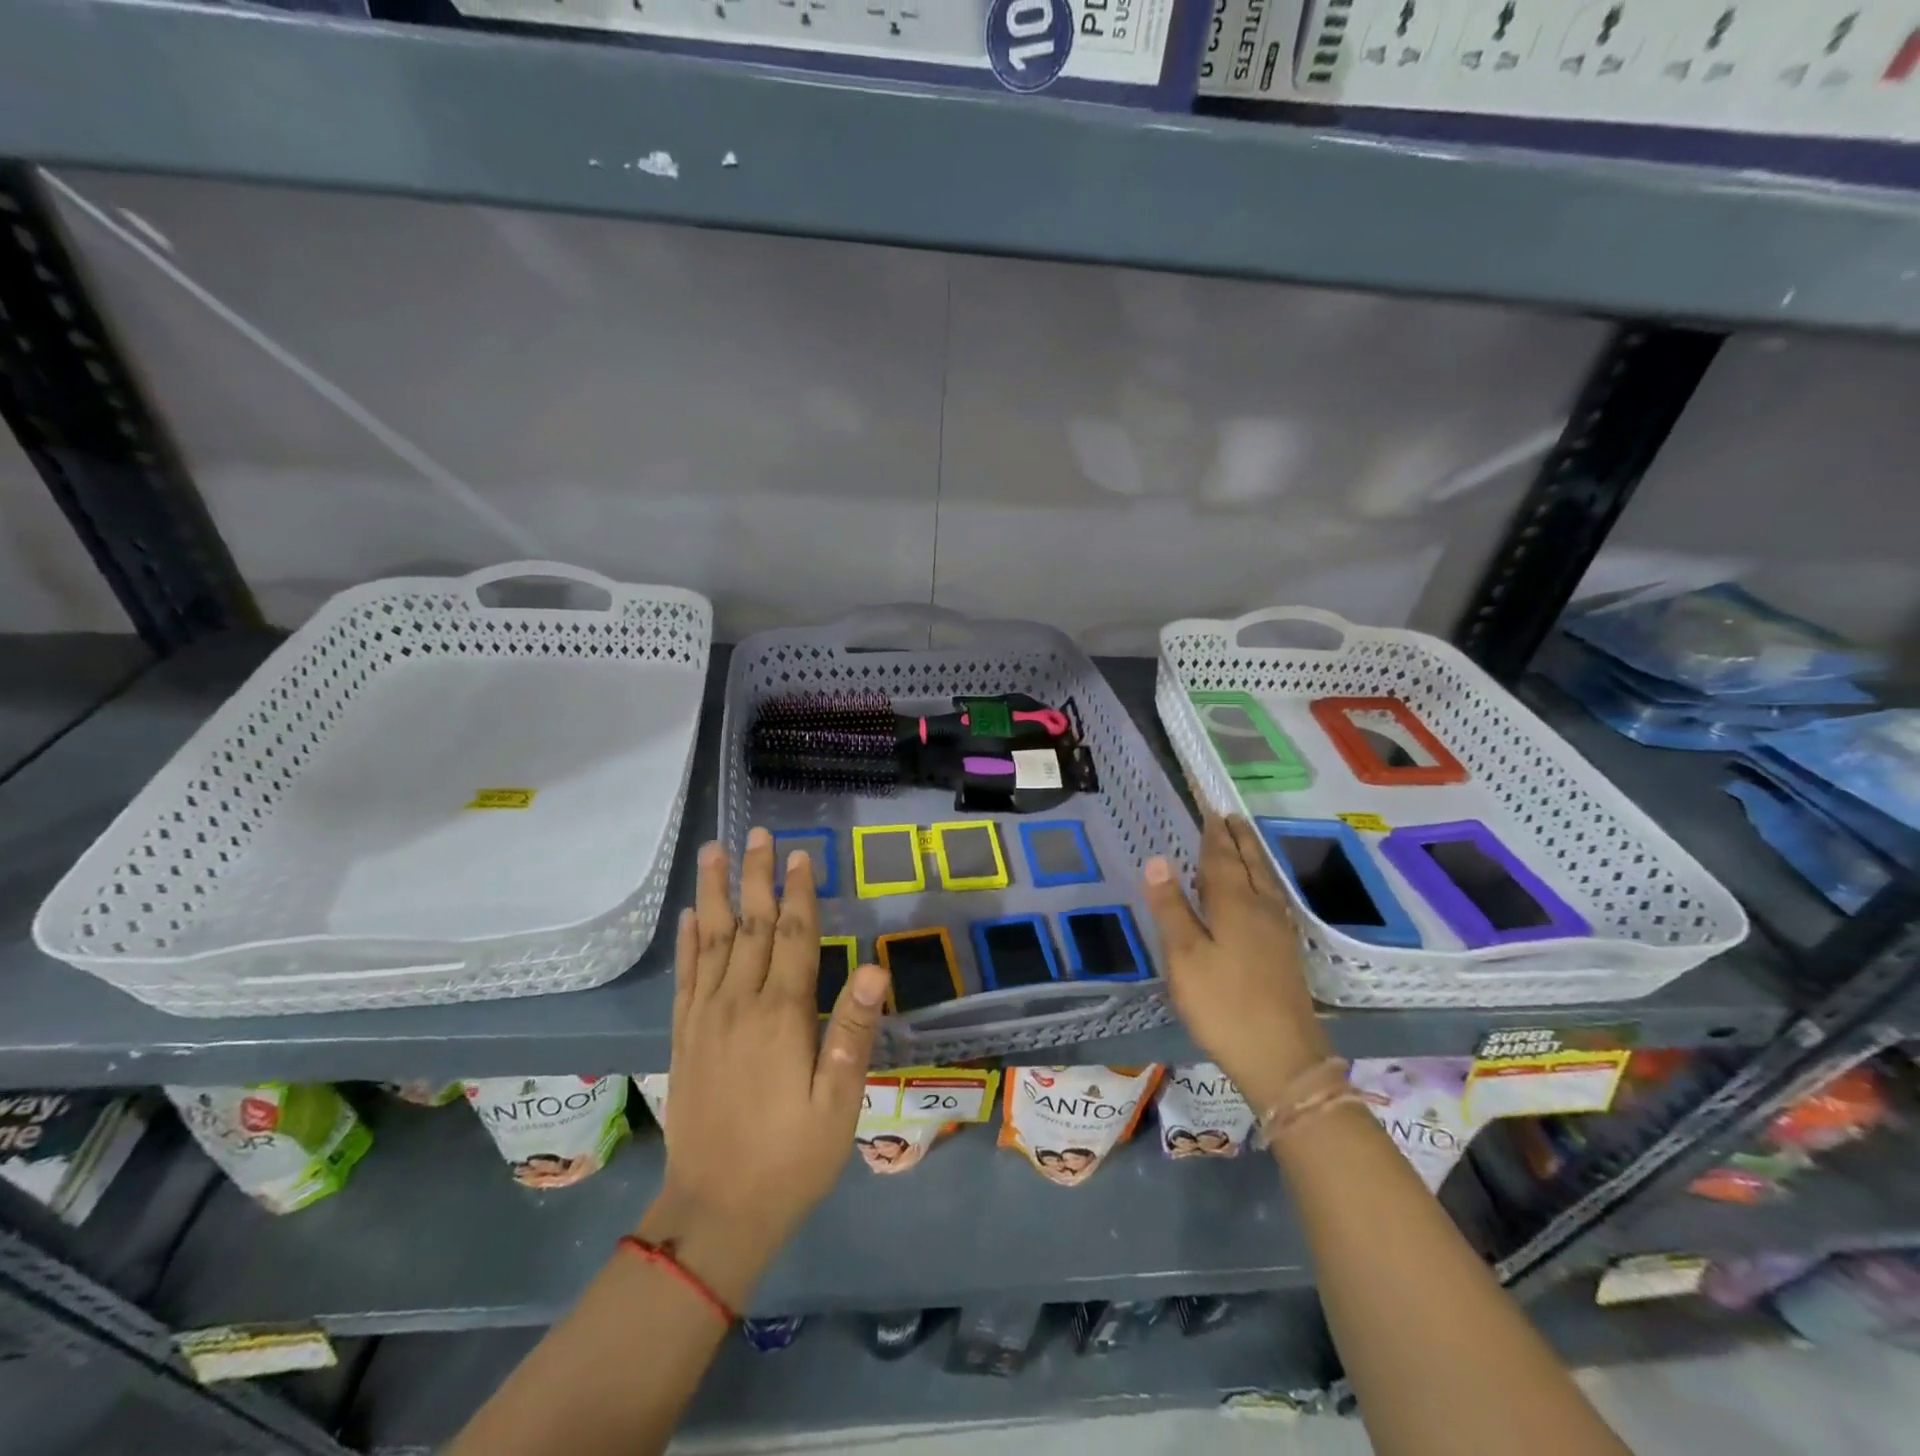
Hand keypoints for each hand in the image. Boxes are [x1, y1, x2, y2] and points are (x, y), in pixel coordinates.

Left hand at [638, 829, 890, 1307]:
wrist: (715, 1213)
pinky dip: (688, 941)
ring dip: (715, 892)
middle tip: (757, 834)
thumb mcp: (838, 1104)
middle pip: (751, 926)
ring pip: (713, 940)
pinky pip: (686, 977)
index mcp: (782, 1015)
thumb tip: (873, 967)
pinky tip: (690, 916)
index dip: (800, 892)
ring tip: (713, 852)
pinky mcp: (685, 1037)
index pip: (794, 937)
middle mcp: (739, 1004)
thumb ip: (854, 1032)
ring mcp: (706, 1018)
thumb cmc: (791, 1159)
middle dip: (757, 876)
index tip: (802, 854)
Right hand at [1143, 814, 1331, 1115]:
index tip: (1210, 810)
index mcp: (1234, 904)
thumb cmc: (1223, 1005)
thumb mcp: (1184, 957)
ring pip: (1266, 881)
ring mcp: (1279, 932)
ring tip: (1245, 842)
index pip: (1222, 858)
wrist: (1282, 1059)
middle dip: (1239, 839)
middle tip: (1230, 817)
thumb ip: (1171, 907)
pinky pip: (1273, 900)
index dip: (1215, 835)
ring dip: (1254, 857)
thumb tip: (1157, 859)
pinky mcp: (1287, 953)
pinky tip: (1263, 894)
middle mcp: (1261, 909)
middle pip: (1251, 864)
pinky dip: (1264, 882)